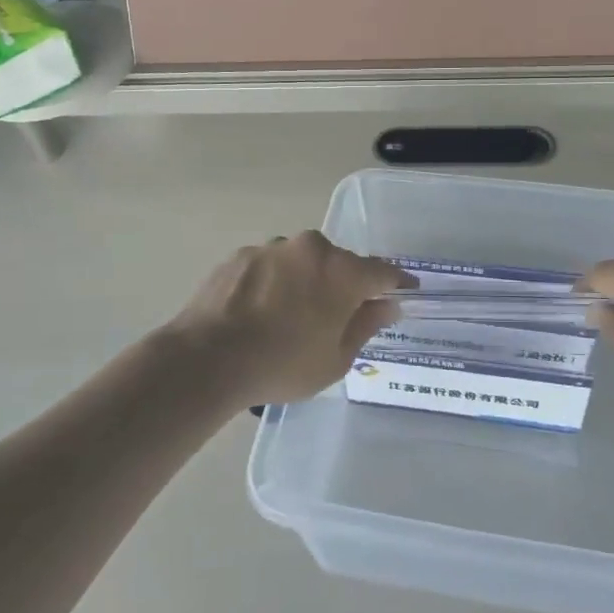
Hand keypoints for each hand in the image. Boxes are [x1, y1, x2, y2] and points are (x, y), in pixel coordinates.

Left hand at [167, 233, 412, 405]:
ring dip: (305, 281)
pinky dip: (274, 283)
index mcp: (343, 271)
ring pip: (302, 262)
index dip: (398, 283)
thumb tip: (387, 304)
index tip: (406, 292)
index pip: (383, 271)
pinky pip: (270, 267)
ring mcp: (272, 248)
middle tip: (337, 315)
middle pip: (340, 263)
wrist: (208, 358)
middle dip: (344, 284)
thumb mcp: (336, 358)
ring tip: (290, 316)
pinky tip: (259, 311)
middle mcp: (311, 249)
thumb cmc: (283, 364)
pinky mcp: (240, 255)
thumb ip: (366, 325)